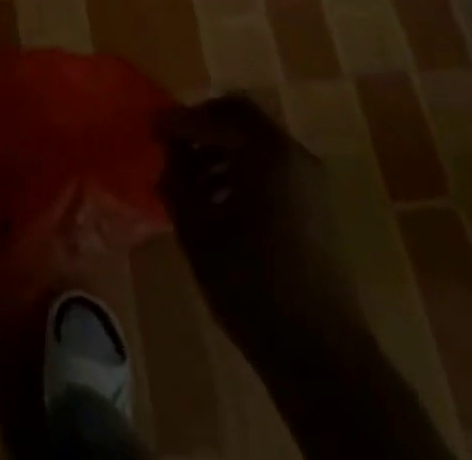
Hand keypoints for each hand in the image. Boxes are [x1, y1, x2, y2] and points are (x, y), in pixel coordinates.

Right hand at [157, 95, 454, 459]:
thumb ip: (178, 179)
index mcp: (265, 152)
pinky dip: (242, 168)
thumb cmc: (251, 284)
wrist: (321, 355)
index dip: (177, 120)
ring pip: (256, 140)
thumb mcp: (198, 228)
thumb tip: (170, 152)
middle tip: (171, 143)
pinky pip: (272, 166)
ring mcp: (309, 180)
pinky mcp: (315, 207)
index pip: (212, 116)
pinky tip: (218, 200)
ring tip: (189, 177)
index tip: (149, 129)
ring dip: (221, 147)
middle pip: (240, 116)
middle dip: (202, 124)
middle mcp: (292, 154)